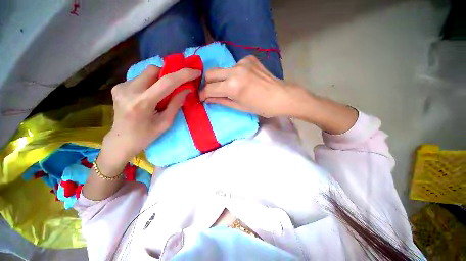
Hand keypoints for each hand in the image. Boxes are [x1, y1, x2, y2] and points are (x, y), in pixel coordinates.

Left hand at [104, 65, 200, 162]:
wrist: (121, 141)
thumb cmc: (146, 136)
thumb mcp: (166, 123)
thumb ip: (176, 104)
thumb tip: (187, 89)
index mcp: (142, 103)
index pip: (166, 82)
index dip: (183, 74)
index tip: (195, 72)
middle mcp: (128, 90)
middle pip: (153, 70)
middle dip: (168, 75)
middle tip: (176, 86)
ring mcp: (120, 87)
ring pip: (147, 73)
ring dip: (159, 79)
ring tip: (162, 93)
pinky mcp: (118, 87)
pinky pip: (140, 78)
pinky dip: (151, 83)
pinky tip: (151, 95)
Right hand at [200, 55, 306, 117]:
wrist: (281, 96)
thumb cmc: (261, 107)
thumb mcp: (239, 106)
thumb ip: (221, 101)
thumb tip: (207, 99)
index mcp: (233, 86)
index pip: (209, 88)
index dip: (203, 94)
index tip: (202, 98)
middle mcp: (235, 70)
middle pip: (211, 72)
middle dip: (208, 83)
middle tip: (212, 91)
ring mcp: (242, 62)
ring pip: (223, 69)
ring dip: (222, 79)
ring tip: (231, 87)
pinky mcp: (249, 58)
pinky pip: (234, 66)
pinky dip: (234, 74)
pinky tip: (242, 80)